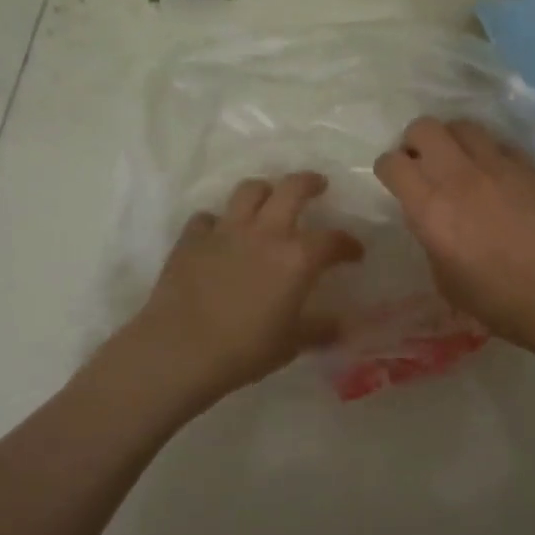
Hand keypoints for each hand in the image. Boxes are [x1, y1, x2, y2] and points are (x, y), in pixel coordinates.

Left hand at [125, 172, 363, 404]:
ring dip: (264, 191)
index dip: (348, 243)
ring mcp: (224, 231)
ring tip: (269, 201)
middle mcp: (264, 233)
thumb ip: (321, 329)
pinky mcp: (191, 239)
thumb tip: (344, 326)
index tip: (355, 253)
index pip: (332, 239)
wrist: (179, 351)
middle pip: (292, 189)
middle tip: (317, 186)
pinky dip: (218, 222)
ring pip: (248, 191)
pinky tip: (220, 236)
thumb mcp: (292, 344)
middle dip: (309, 183)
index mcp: (296, 258)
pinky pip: (208, 217)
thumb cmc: (244, 350)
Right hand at [374, 117, 534, 346]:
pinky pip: (501, 144)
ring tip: (460, 161)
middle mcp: (458, 176)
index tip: (396, 181)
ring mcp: (497, 165)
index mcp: (429, 207)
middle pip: (424, 128)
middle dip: (416, 142)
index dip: (389, 169)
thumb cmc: (496, 299)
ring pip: (463, 125)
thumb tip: (432, 219)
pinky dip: (491, 153)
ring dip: (454, 141)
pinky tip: (498, 175)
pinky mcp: (530, 165)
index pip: (392, 163)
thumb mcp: (444, 278)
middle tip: (424, 163)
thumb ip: (431, 238)